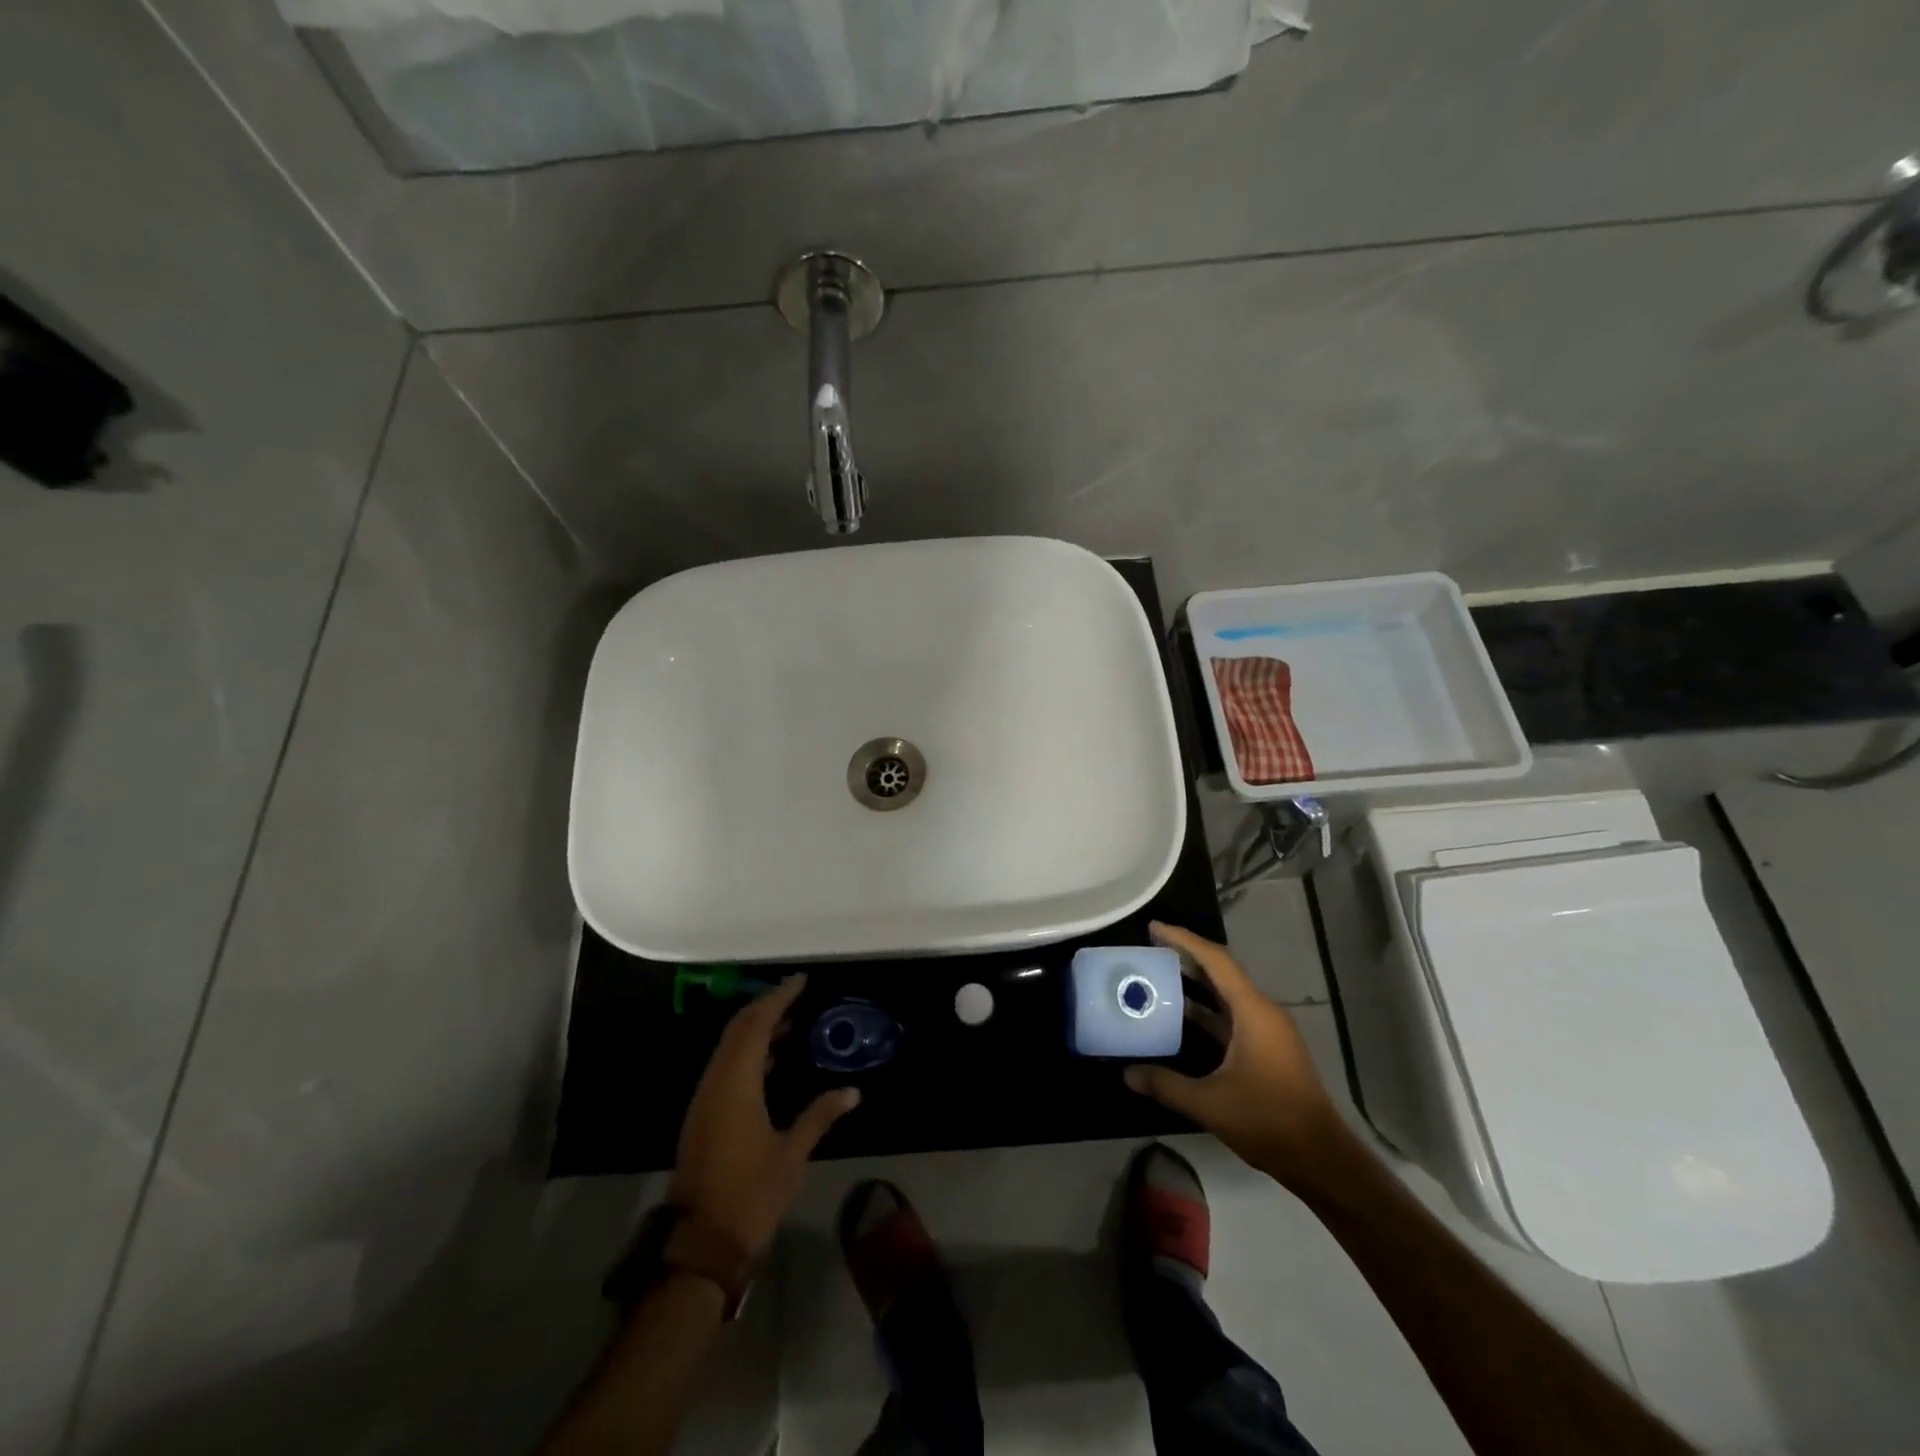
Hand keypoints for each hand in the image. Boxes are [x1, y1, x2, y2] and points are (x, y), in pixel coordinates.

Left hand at [671, 975, 859, 1258]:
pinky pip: (726, 1066)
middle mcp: (716, 1083)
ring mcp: (705, 1099)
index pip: (756, 1025)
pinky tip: (773, 1061)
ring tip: (792, 1022)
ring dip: (757, 1029)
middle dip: (767, 1007)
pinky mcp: (703, 1115)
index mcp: (736, 1085)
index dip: (778, 998)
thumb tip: (853, 1091)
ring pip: (729, 1048)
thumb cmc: (750, 1195)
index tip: (801, 981)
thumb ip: (820, 1116)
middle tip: (798, 996)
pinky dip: (748, 1052)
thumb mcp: (792, 1155)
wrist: (700, 1244)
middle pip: (738, 1030)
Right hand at [1124, 922, 1353, 1194]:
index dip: (1183, 940)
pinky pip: (1231, 1016)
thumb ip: (1165, 1084)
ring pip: (1226, 995)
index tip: (1153, 929)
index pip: (1215, 960)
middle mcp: (1262, 1012)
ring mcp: (1268, 1031)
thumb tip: (1127, 1073)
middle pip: (1221, 972)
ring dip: (1195, 984)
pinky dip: (1206, 1011)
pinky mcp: (1267, 1049)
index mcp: (1253, 1012)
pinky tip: (1181, 1019)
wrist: (1320, 1159)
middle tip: (1150, 949)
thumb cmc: (1267, 1120)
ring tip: (1158, 977)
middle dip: (1186, 957)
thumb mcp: (1209, 1103)